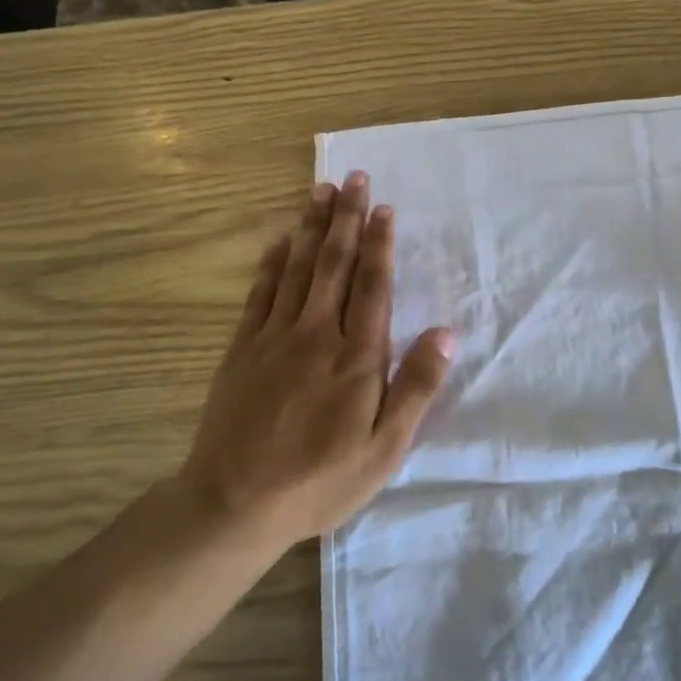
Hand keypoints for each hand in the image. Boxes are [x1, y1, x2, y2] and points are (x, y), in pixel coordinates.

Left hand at [173, 173, 453, 549]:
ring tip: (319, 190)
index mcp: (357, 358)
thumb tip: (446, 333)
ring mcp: (273, 339)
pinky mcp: (242, 350)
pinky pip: (259, 293)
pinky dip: (271, 262)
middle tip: (352, 178)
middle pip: (334, 265)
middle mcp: (316, 335)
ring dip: (310, 227)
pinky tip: (278, 240)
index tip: (382, 207)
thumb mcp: (385, 448)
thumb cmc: (321, 480)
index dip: (379, 245)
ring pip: (296, 269)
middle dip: (345, 219)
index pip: (372, 287)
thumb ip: (416, 387)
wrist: (234, 502)